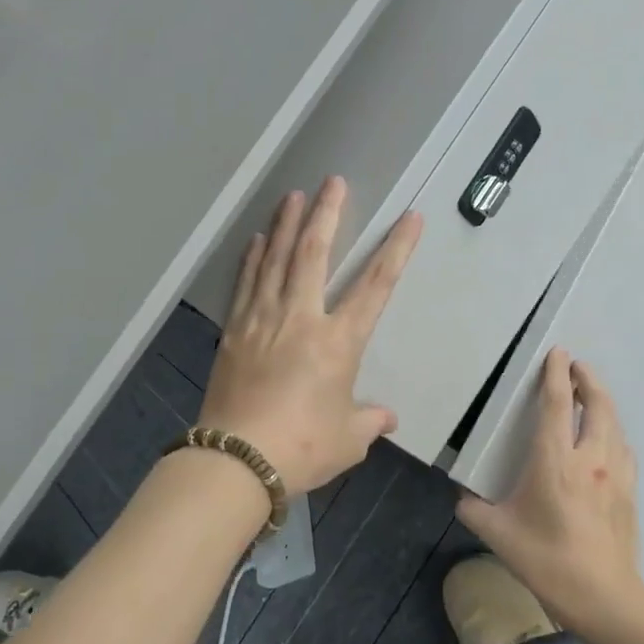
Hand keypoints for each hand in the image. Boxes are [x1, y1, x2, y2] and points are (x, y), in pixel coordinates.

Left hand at [199, 177, 421, 492]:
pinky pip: (246, 284)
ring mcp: (262, 321)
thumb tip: (386, 417)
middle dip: (326, 215)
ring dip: (286, 225)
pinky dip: (252, 259)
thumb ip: (369, 420)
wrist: (237, 460)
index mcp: (338, 342)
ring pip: (275, 260)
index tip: (409, 217)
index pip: (375, 286)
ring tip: (293, 195)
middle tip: (332, 182)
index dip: (396, 249)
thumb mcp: (348, 439)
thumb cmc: (302, 448)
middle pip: (314, 254)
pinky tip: (256, 240)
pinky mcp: (234, 332)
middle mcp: (301, 319)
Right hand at [456, 349, 643, 632]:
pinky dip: (614, 432)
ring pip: (614, 424)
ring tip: (591, 395)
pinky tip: (609, 440)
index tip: (557, 352)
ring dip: (603, 403)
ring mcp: (616, 475)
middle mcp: (591, 459)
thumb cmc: (547, 561)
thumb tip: (462, 498)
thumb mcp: (499, 534)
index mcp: (555, 461)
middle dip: (588, 379)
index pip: (557, 405)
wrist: (605, 598)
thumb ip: (474, 510)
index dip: (556, 375)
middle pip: (597, 405)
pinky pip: (624, 449)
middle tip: (577, 365)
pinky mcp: (629, 493)